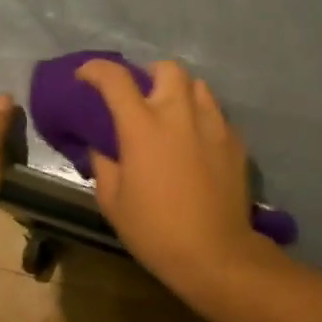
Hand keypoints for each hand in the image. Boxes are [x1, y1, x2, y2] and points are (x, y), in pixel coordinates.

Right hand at [75, 59, 268, 285]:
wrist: (215, 253)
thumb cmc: (156, 230)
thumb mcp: (113, 202)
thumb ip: (104, 164)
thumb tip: (102, 146)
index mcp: (143, 127)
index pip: (116, 79)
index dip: (96, 69)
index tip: (86, 76)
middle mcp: (180, 115)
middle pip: (168, 68)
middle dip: (150, 74)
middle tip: (142, 98)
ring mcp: (213, 124)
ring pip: (198, 86)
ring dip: (180, 93)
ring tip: (172, 117)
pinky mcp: (236, 140)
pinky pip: (216, 114)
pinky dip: (202, 118)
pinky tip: (196, 143)